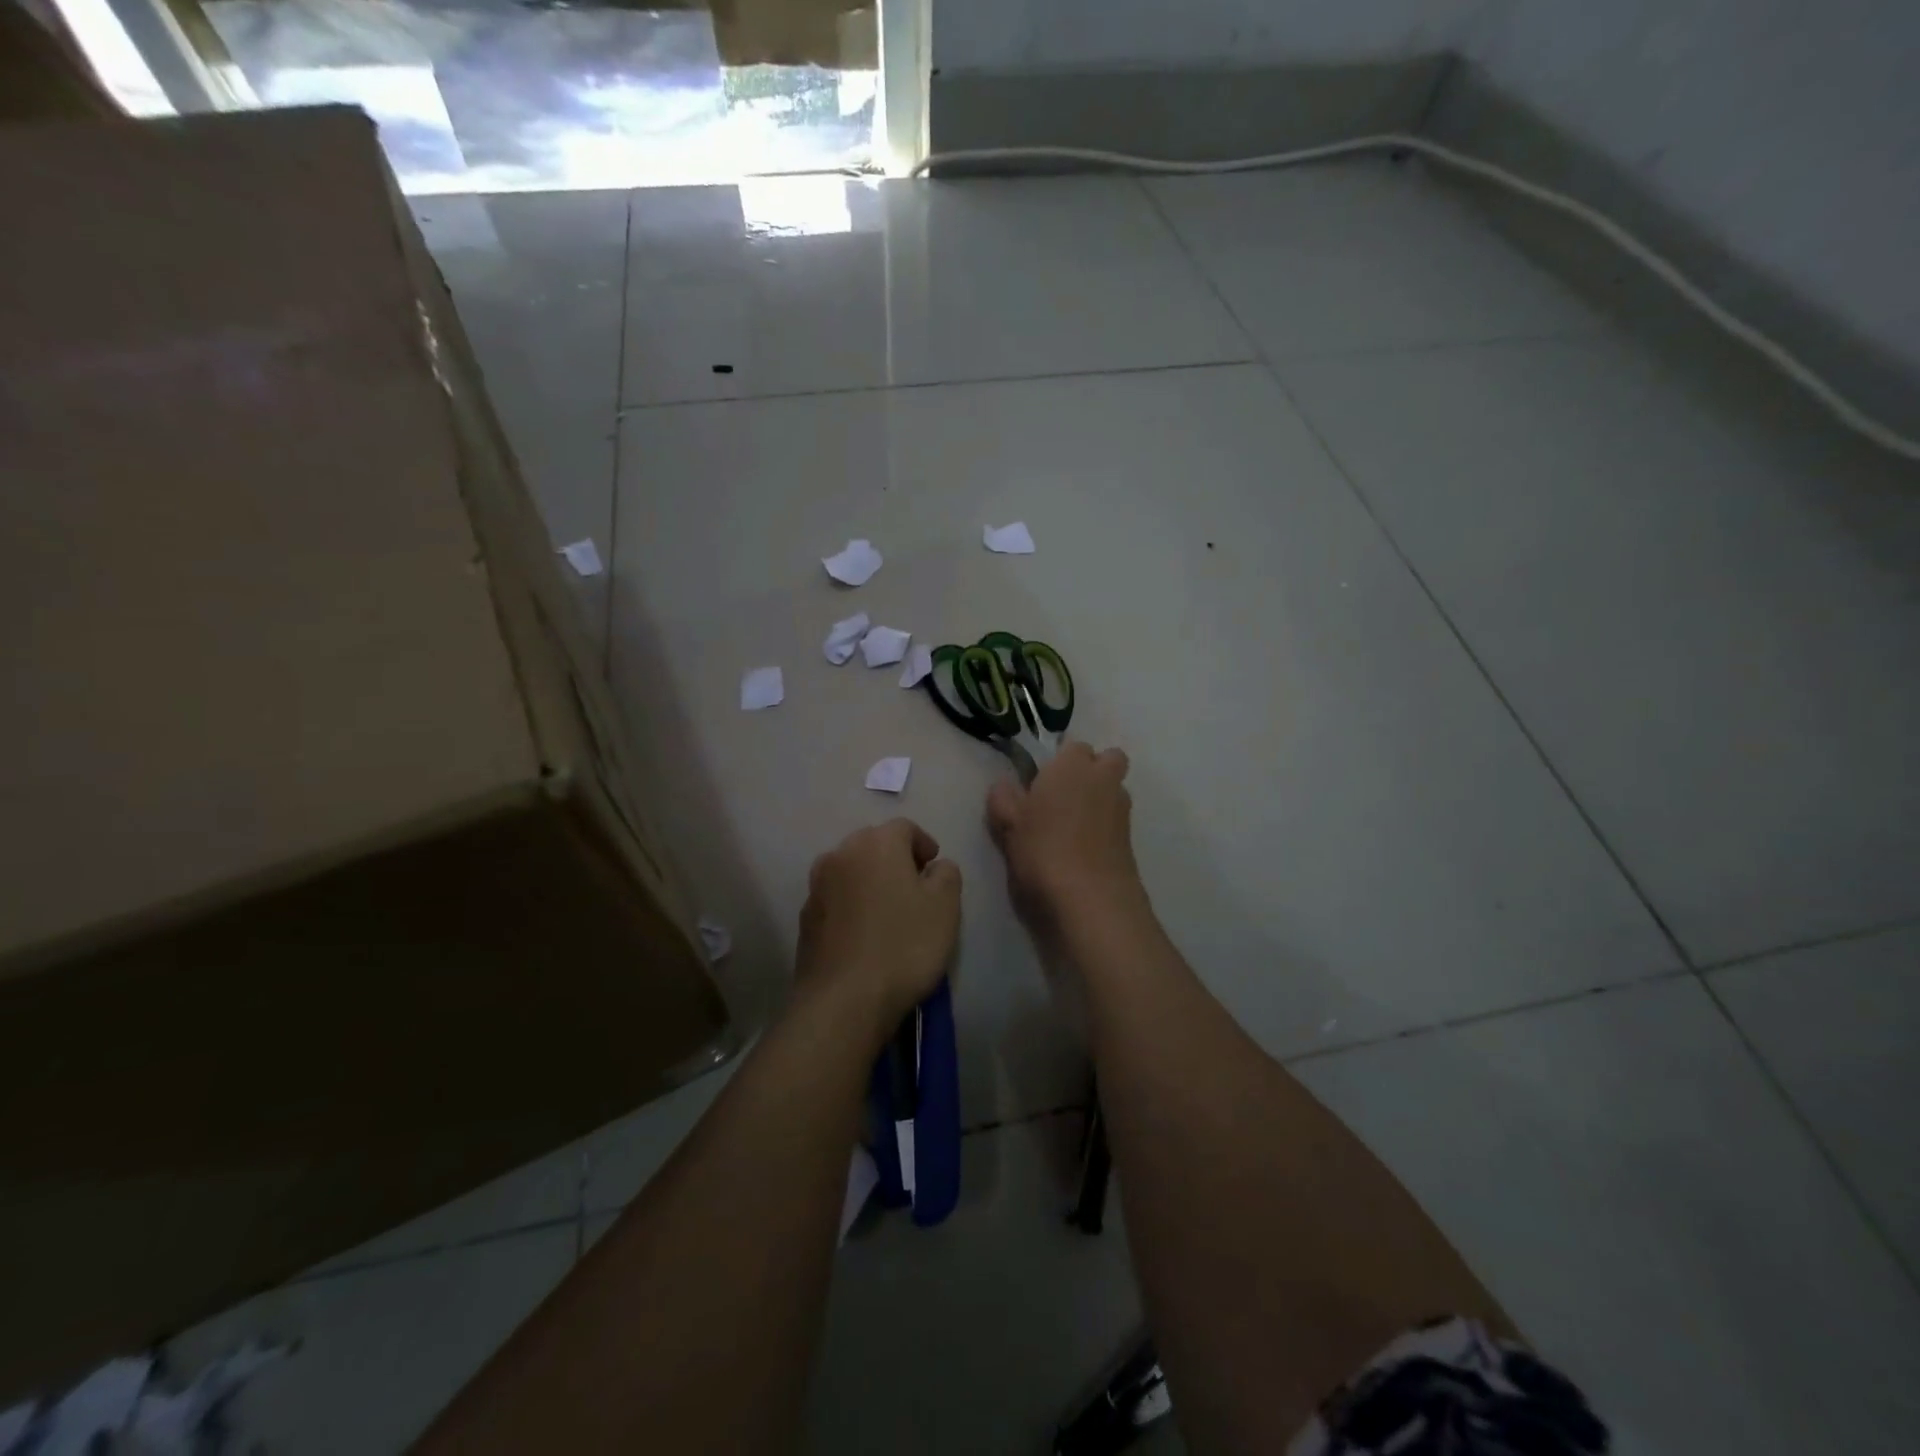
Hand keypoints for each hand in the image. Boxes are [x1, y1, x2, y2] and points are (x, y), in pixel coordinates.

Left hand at [797, 819, 961, 1039]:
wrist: (844, 999)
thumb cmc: (903, 945)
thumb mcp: (945, 906)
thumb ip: (946, 874)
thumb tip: (935, 867)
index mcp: (876, 843)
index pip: (904, 827)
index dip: (923, 844)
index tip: (934, 867)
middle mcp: (841, 854)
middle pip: (873, 845)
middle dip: (895, 860)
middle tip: (915, 887)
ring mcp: (817, 886)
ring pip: (851, 871)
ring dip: (870, 882)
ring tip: (889, 911)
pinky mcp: (805, 918)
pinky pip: (836, 899)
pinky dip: (851, 905)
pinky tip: (864, 934)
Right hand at [987, 741, 1143, 931]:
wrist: (1092, 900)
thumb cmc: (1043, 851)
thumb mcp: (1008, 825)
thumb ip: (1003, 799)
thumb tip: (1005, 785)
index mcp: (1072, 766)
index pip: (1073, 746)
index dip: (1059, 761)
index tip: (1041, 783)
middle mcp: (1102, 780)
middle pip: (1108, 760)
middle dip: (1093, 770)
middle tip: (1063, 797)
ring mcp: (1122, 810)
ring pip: (1115, 791)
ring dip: (1099, 800)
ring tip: (1070, 828)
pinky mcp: (1131, 841)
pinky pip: (1116, 822)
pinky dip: (1104, 829)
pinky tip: (1082, 851)